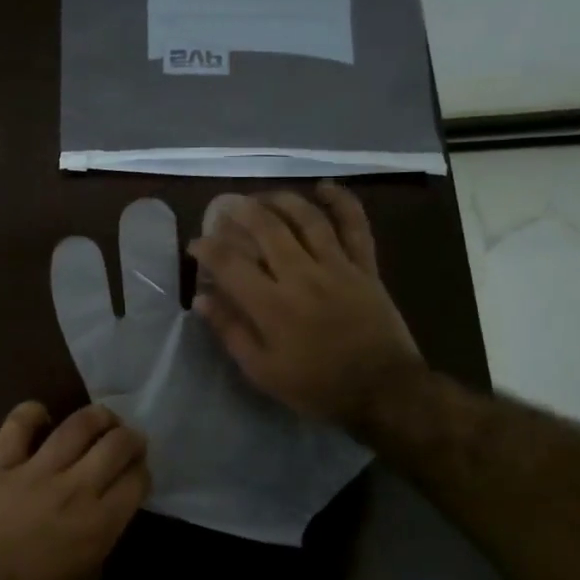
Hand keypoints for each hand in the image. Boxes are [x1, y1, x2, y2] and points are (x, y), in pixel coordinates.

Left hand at [0, 402, 149, 579]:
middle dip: (131, 438)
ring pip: (77, 425)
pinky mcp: (2, 465)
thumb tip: (102, 528)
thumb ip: (100, 553)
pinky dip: (31, 413)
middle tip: (128, 442)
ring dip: (97, 416)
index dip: (143, 472)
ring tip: (102, 419)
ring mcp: (37, 471)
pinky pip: (18, 425)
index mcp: (100, 524)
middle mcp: (76, 488)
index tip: (137, 475)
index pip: (136, 480)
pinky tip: (42, 416)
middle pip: (117, 444)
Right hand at [186, 180, 421, 432]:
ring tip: (262, 197)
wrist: (383, 392)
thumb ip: (231, 331)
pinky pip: (355, 226)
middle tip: (225, 209)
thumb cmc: (317, 387)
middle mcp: (301, 276)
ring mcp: (337, 267)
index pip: (229, 263)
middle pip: (266, 228)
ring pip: (306, 219)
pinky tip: (323, 187)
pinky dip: (341, 202)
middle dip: (240, 212)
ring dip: (281, 200)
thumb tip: (202, 298)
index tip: (196, 245)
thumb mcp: (263, 371)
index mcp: (272, 305)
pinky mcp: (365, 267)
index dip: (207, 248)